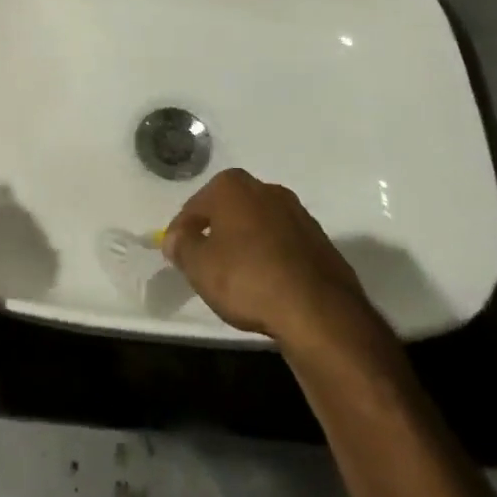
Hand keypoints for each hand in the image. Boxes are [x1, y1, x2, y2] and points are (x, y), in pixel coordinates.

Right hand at [164, 168, 392, 354]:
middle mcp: (266, 189)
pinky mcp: (320, 240)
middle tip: (205, 264)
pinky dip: (271, 258)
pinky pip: (283, 245)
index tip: (177, 257)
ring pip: (258, 226)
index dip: (181, 233)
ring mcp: (298, 213)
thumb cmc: (248, 279)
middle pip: (228, 211)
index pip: (194, 207)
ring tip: (237, 278)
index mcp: (232, 186)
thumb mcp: (199, 266)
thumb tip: (176, 238)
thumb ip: (180, 246)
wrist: (319, 311)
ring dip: (246, 245)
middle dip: (216, 233)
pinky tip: (267, 284)